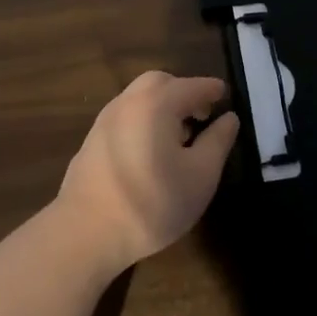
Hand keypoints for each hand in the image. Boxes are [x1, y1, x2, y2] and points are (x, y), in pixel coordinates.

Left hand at [56, 72, 239, 271]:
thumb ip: (218, 141)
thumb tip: (229, 118)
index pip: (193, 85)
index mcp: (157, 103)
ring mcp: (105, 119)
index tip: (227, 97)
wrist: (86, 233)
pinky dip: (144, 119)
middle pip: (161, 82)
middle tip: (202, 115)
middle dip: (184, 92)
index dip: (213, 90)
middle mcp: (129, 101)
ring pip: (139, 97)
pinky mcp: (92, 140)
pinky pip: (125, 115)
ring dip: (162, 105)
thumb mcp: (201, 175)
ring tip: (179, 136)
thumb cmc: (153, 203)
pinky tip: (151, 150)